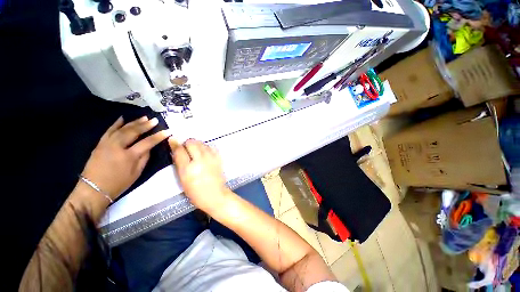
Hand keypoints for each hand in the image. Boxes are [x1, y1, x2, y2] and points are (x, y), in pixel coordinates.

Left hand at [82, 116, 170, 200]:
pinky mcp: (100, 144)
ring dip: (134, 122)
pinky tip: (122, 118)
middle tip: (155, 120)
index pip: (147, 142)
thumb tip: (149, 147)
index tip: (168, 131)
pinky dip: (116, 123)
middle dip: (145, 125)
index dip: (159, 136)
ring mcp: (107, 144)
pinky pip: (109, 130)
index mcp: (129, 156)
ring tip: (144, 117)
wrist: (93, 189)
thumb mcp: (137, 173)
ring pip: (122, 129)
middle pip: (133, 132)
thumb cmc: (118, 184)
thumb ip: (144, 158)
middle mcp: (118, 147)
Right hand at [169, 138, 230, 212]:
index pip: (179, 150)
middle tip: (186, 149)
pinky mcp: (218, 158)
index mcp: (188, 168)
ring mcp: (211, 158)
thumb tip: (176, 150)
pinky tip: (205, 152)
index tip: (173, 141)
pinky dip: (206, 147)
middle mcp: (199, 160)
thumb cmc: (196, 192)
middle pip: (191, 142)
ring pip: (202, 143)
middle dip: (187, 143)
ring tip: (196, 151)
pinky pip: (211, 146)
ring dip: (197, 144)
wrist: (215, 195)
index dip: (175, 144)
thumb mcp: (182, 180)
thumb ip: (179, 164)